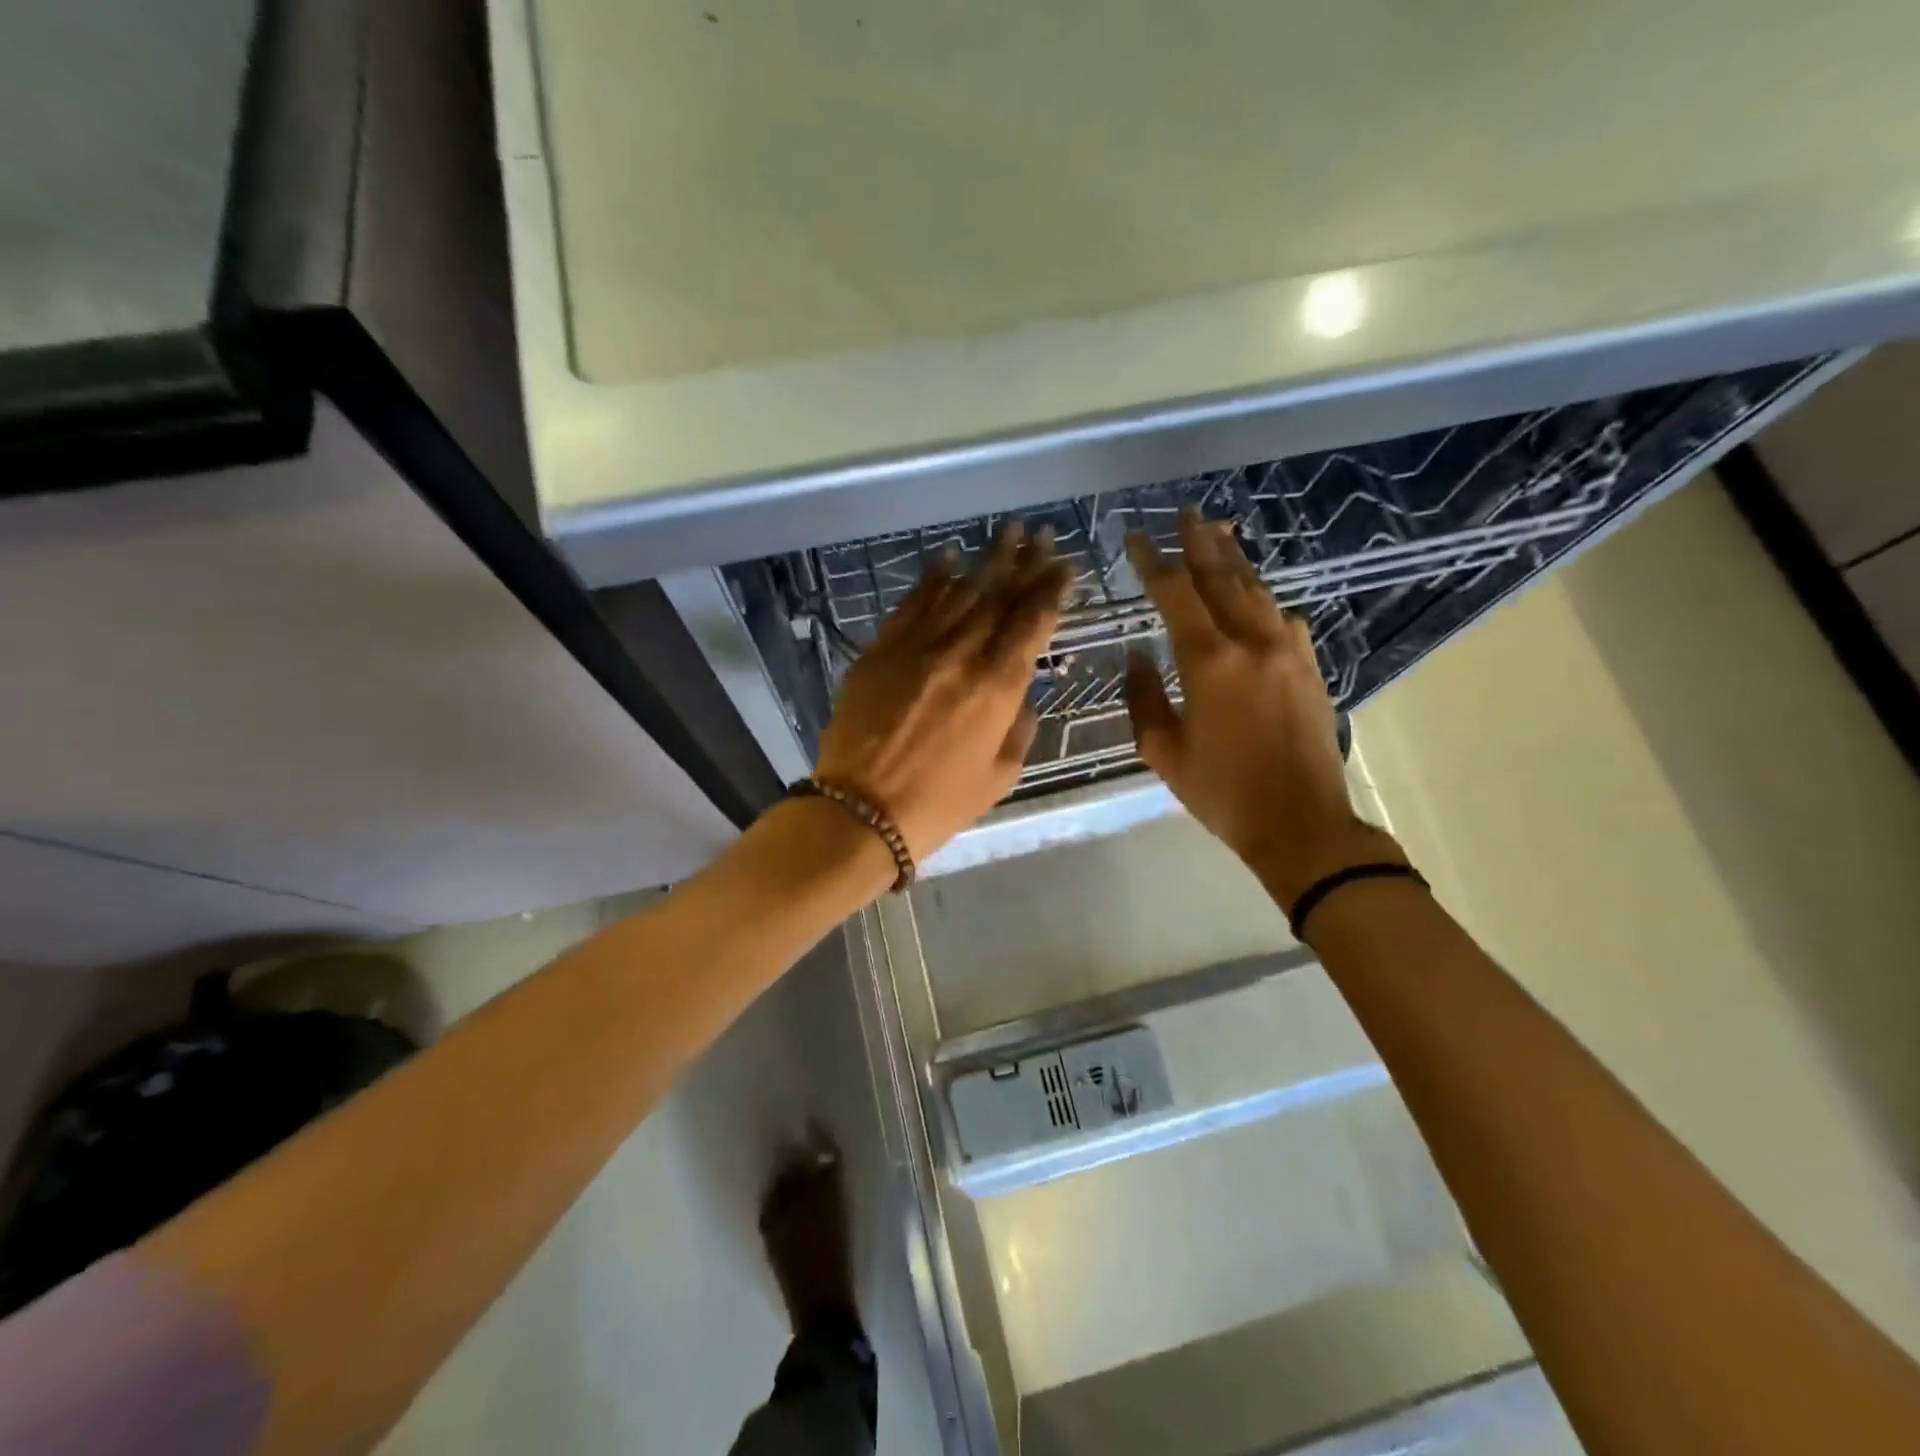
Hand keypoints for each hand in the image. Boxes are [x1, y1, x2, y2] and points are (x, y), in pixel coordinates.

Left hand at [815, 522, 1069, 863]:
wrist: (860, 812)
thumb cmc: (938, 805)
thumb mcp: (1000, 777)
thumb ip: (1019, 728)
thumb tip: (1023, 695)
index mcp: (997, 688)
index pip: (1032, 624)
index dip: (1051, 590)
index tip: (1064, 566)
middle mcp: (961, 655)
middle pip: (998, 596)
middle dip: (1024, 562)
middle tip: (1042, 534)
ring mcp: (917, 648)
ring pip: (958, 592)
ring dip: (986, 560)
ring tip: (1008, 533)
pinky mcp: (880, 651)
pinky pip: (912, 604)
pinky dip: (933, 579)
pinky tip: (949, 558)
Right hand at [1123, 509, 1402, 909]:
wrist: (1302, 824)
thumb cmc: (1223, 793)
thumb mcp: (1164, 752)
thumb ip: (1143, 698)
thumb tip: (1138, 656)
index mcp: (1209, 661)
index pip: (1175, 594)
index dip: (1153, 562)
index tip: (1136, 538)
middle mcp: (1252, 642)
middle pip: (1222, 578)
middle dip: (1200, 543)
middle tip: (1187, 514)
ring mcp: (1288, 652)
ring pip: (1258, 592)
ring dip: (1235, 562)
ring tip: (1221, 534)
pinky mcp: (1310, 668)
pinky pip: (1283, 620)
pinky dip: (1264, 602)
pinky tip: (1259, 600)